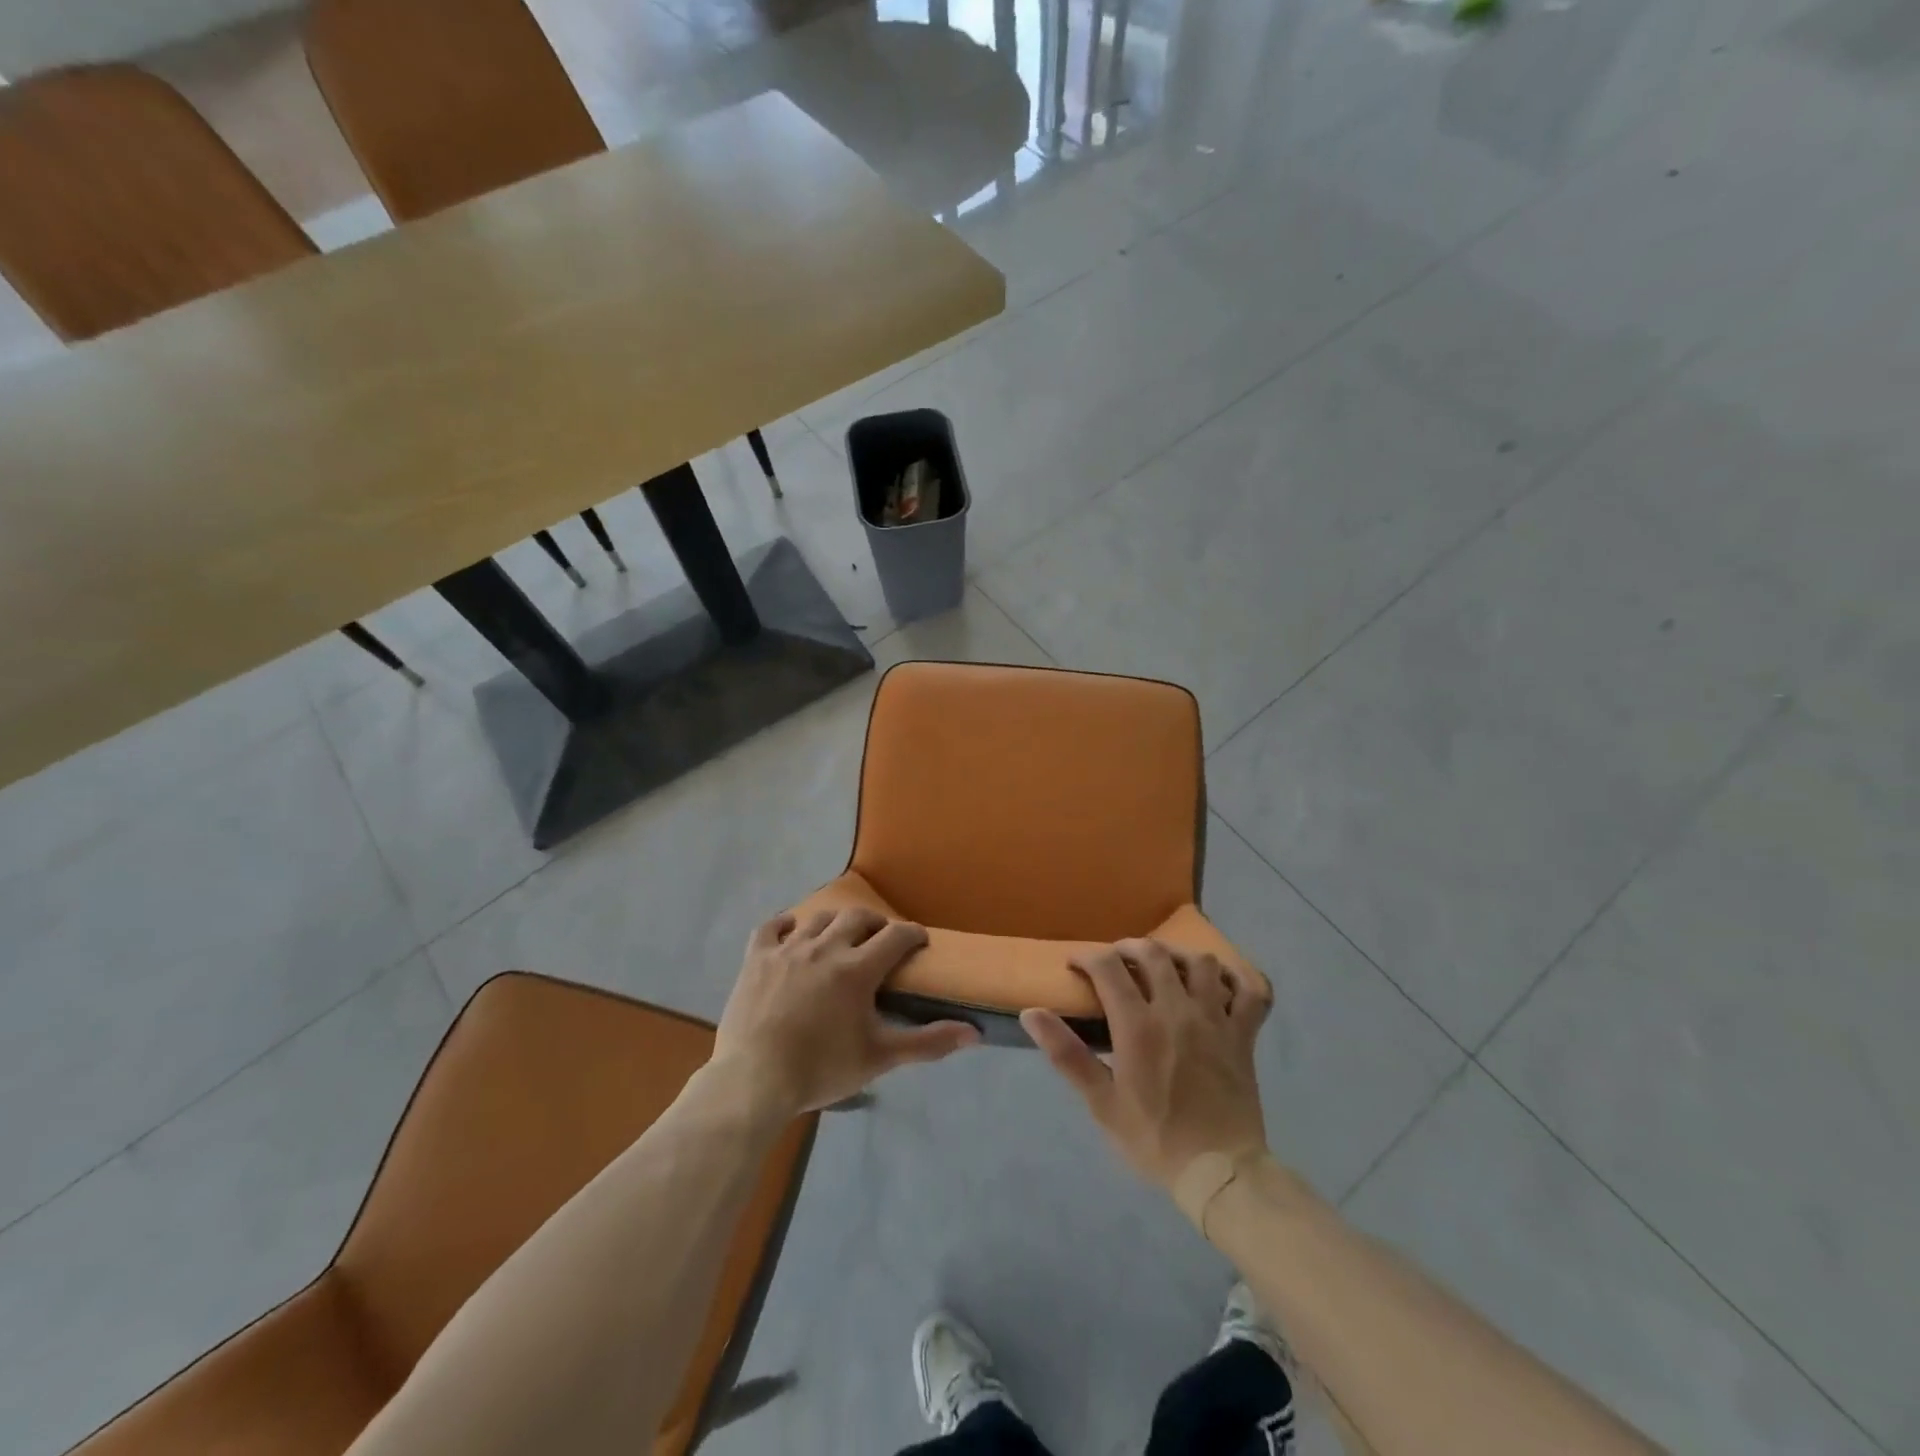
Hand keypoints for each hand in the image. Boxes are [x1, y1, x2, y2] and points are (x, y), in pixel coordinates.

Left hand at [713, 907, 980, 1115]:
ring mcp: (788, 949)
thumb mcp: (879, 1058)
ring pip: (818, 918)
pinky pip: (771, 927)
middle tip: (881, 940)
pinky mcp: (757, 958)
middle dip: (875, 924)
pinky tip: (792, 930)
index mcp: (857, 969)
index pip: (896, 936)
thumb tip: (975, 1033)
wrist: (754, 1081)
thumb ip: (927, 1042)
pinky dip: (785, 924)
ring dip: (836, 922)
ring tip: (840, 936)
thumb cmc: (821, 1069)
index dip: (913, 934)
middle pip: (857, 917)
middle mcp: (825, 947)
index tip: (919, 941)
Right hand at [1022, 939, 1270, 1189]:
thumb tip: (1031, 1013)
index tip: (1075, 966)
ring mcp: (1216, 1019)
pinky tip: (1220, 984)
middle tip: (1116, 961)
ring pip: (1202, 962)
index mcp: (1139, 1026)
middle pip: (1153, 953)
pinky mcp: (1244, 1034)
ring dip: (1179, 956)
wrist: (1219, 1173)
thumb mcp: (1101, 1103)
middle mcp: (1178, 1010)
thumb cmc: (1154, 1138)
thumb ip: (1066, 1054)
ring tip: (1165, 968)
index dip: (1087, 957)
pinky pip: (1251, 991)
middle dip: (1128, 948)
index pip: (1108, 967)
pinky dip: (1238, 979)